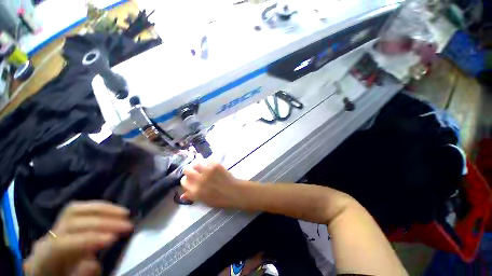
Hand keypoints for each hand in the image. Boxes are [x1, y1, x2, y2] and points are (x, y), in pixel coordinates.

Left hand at [23, 201, 132, 275]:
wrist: (53, 275)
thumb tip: (92, 263)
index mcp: (42, 260)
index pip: (61, 244)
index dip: (86, 240)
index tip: (114, 238)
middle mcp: (45, 240)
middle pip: (70, 223)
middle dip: (102, 222)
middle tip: (127, 225)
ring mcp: (54, 229)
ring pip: (74, 210)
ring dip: (103, 210)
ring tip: (124, 213)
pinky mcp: (64, 223)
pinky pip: (79, 210)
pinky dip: (99, 208)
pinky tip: (113, 210)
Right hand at [180, 160, 244, 208]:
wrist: (234, 192)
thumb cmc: (220, 199)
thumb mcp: (204, 201)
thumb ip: (193, 196)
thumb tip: (182, 195)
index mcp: (195, 191)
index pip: (183, 181)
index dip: (186, 180)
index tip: (191, 179)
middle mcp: (199, 180)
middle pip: (187, 170)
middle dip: (190, 171)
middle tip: (196, 172)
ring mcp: (207, 171)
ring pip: (196, 163)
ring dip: (198, 166)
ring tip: (203, 168)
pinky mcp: (215, 165)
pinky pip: (207, 161)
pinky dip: (208, 163)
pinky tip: (211, 166)